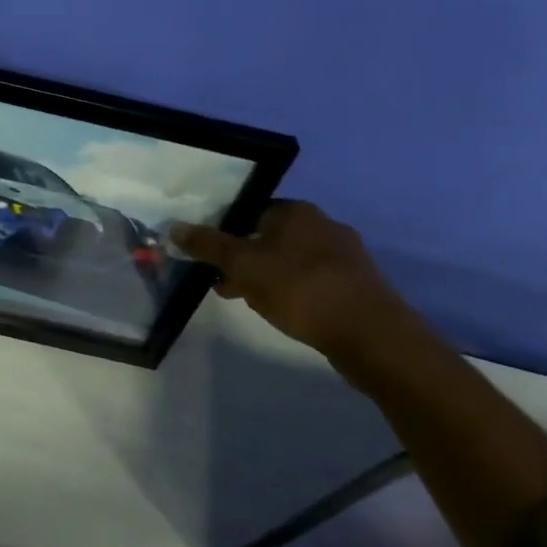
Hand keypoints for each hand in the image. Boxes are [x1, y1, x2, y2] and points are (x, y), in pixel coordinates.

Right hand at [171, 200, 412, 359]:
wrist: (372, 336)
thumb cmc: (301, 288)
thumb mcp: (243, 265)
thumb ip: (207, 245)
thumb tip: (174, 227)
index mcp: (297, 211)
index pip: (249, 210)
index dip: (224, 230)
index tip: (210, 256)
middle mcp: (323, 225)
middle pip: (268, 236)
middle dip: (243, 258)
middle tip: (224, 281)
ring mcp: (345, 256)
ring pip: (290, 259)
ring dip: (266, 276)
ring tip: (249, 301)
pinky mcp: (357, 286)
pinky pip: (312, 280)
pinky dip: (293, 291)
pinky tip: (284, 311)